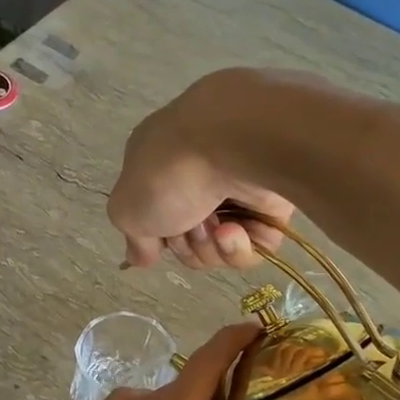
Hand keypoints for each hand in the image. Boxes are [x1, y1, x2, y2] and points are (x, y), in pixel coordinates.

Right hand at [109, 68, 294, 270]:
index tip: (158, 242)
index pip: (156, 214)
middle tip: (189, 229)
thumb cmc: (169, 174)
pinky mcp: (273, 201)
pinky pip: (254, 244)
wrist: (233, 143)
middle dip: (186, 244)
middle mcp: (199, 173)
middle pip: (189, 236)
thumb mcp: (127, 209)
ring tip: (217, 229)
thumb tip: (141, 257)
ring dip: (212, 248)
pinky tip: (235, 231)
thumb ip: (134, 238)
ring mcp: (237, 186)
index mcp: (160, 165)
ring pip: (221, 244)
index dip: (156, 237)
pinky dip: (241, 246)